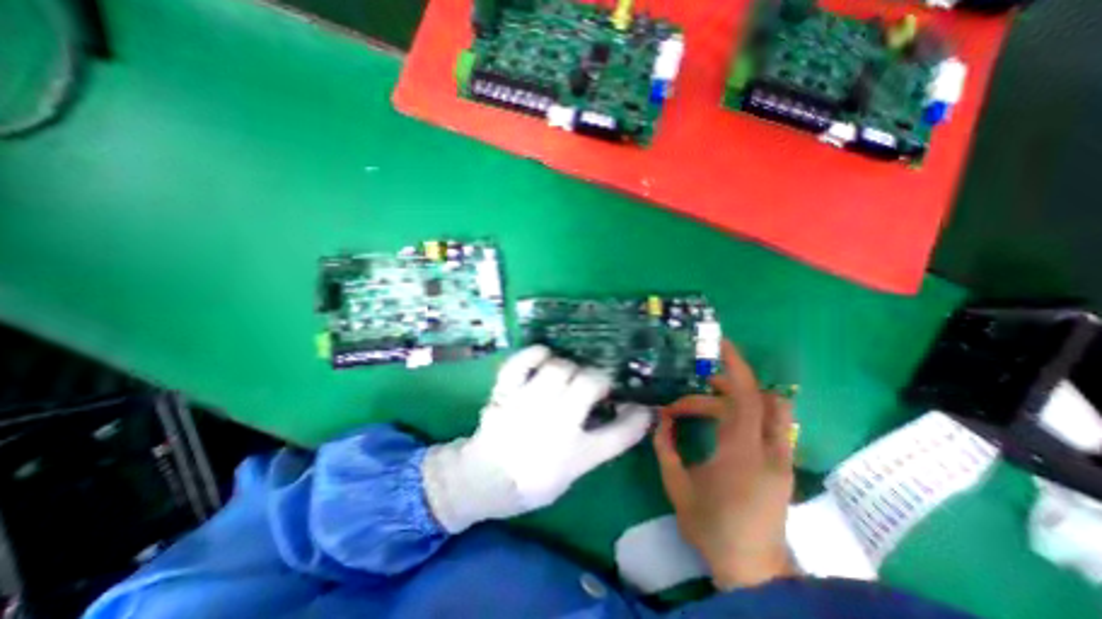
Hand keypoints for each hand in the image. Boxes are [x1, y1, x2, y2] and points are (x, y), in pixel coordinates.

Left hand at [420, 349, 647, 530]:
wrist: (483, 480)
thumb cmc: (530, 482)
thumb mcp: (572, 473)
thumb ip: (596, 446)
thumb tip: (619, 418)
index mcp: (575, 454)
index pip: (619, 434)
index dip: (637, 417)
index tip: (643, 406)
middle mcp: (555, 424)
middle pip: (589, 383)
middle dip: (599, 378)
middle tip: (595, 383)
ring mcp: (528, 403)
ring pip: (559, 369)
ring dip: (569, 367)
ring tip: (567, 373)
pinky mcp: (506, 391)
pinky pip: (520, 362)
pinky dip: (534, 354)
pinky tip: (544, 356)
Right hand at [649, 345, 796, 588]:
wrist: (753, 570)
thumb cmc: (711, 527)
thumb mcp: (676, 484)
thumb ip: (665, 445)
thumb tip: (660, 417)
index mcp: (741, 452)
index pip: (745, 396)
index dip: (735, 366)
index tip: (720, 344)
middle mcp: (769, 449)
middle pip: (757, 397)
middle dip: (726, 383)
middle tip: (697, 384)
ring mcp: (781, 458)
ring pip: (769, 408)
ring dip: (739, 396)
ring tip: (706, 403)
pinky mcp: (783, 465)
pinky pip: (770, 424)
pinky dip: (747, 412)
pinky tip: (722, 424)